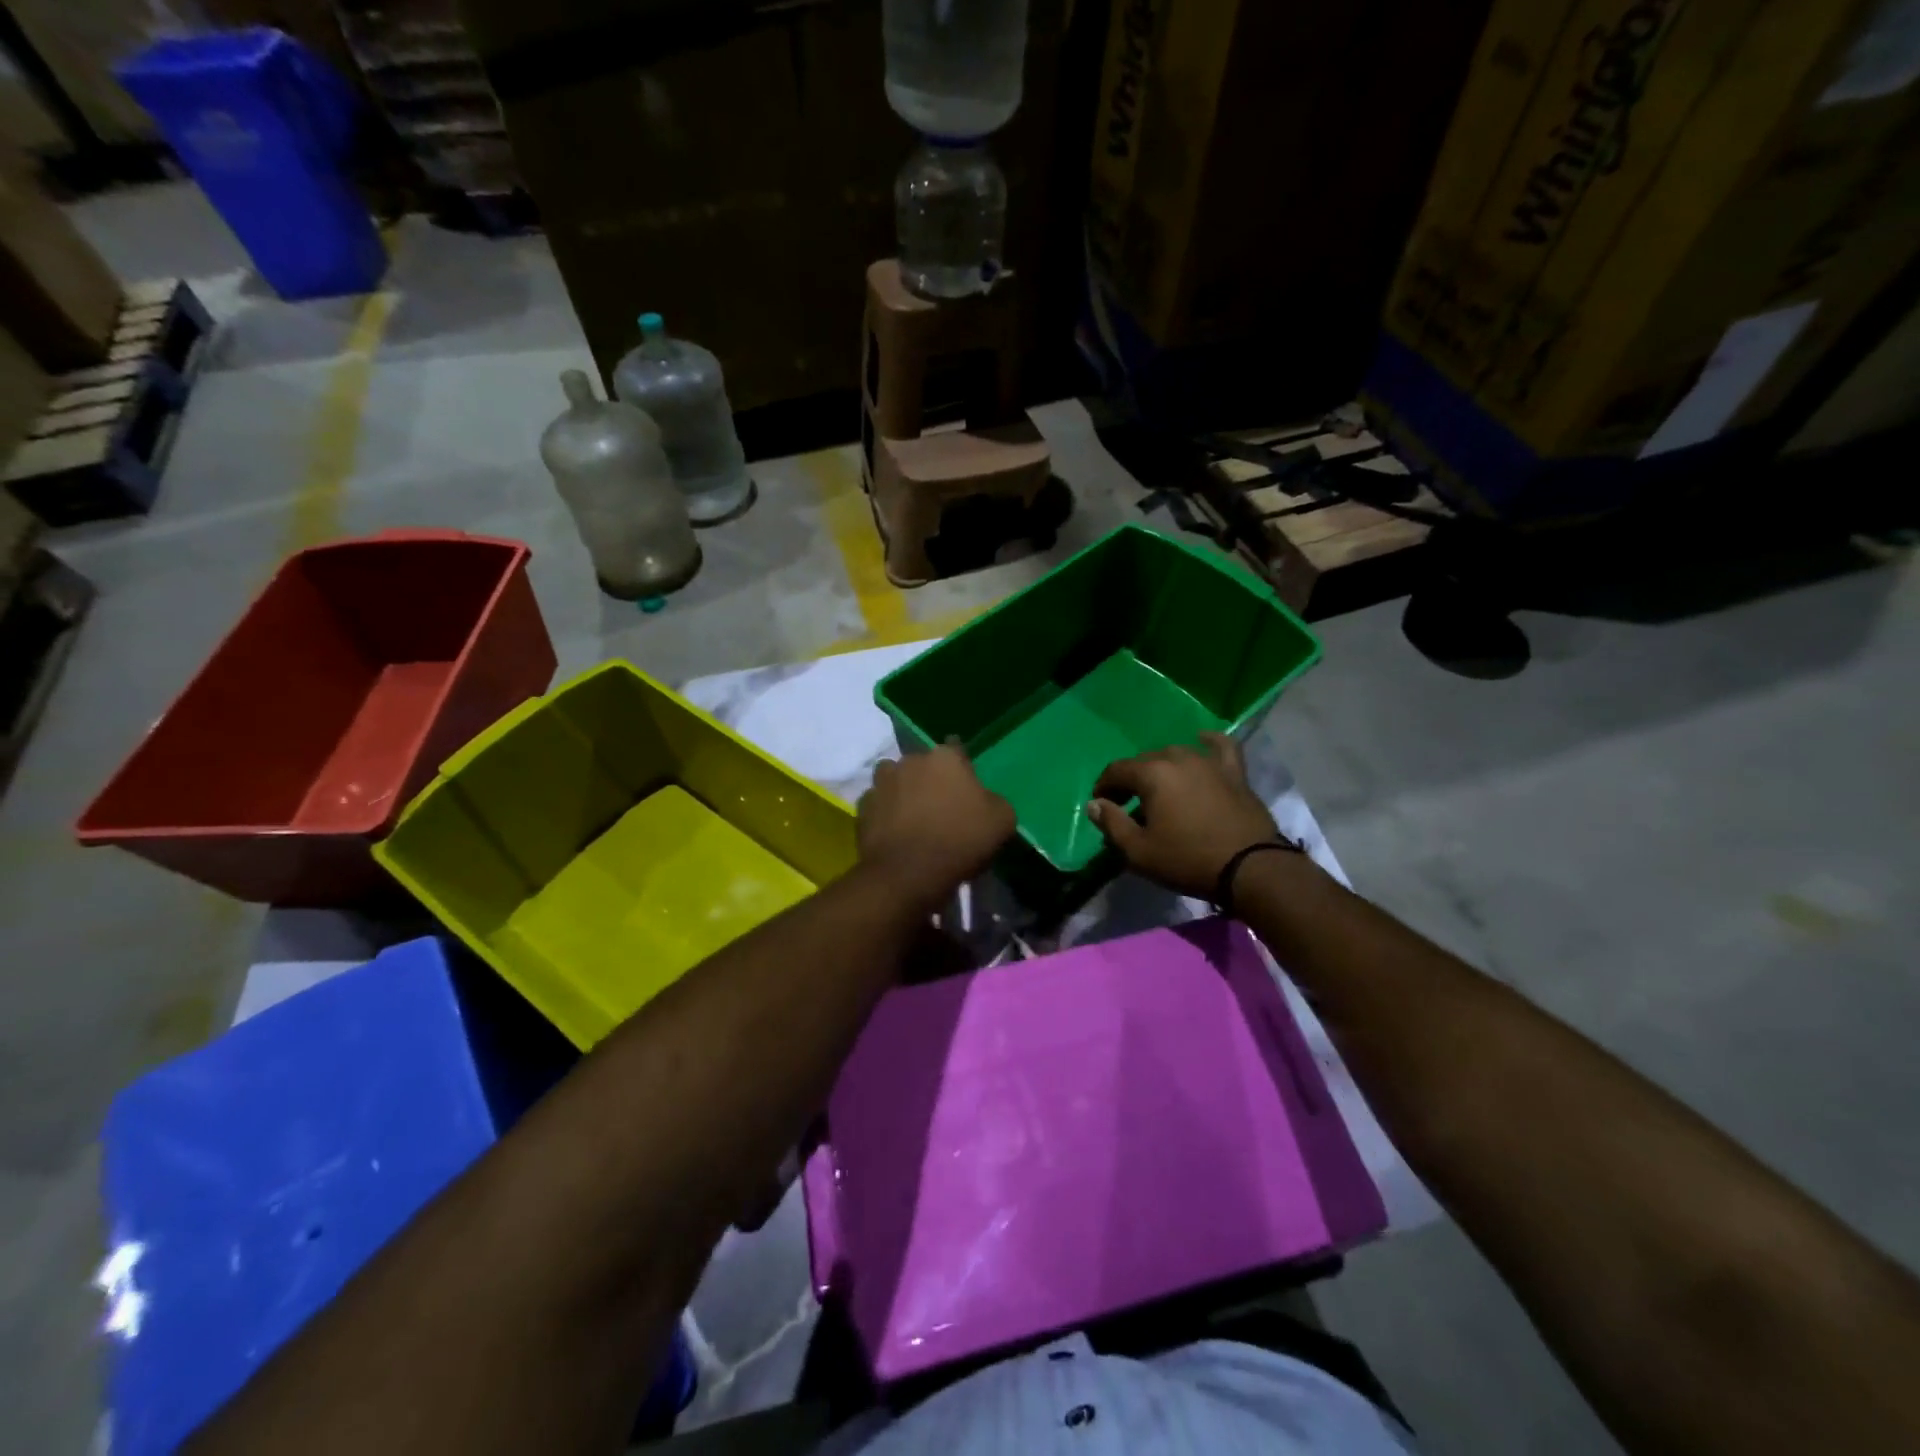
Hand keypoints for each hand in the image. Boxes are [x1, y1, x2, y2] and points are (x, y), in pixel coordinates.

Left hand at [858, 742, 1015, 908]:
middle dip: (930, 778)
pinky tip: (894, 831)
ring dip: (902, 790)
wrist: (909, 874)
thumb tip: (984, 800)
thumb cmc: (961, 841)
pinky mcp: (863, 807)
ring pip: (894, 778)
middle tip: (940, 806)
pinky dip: (884, 813)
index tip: (966, 787)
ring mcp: (882, 782)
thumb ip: (994, 801)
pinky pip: (878, 804)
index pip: (957, 749)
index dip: (962, 768)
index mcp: (946, 758)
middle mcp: (910, 760)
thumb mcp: (1002, 821)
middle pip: (923, 764)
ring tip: (912, 815)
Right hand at [1085, 733, 1277, 898]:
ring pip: (1176, 754)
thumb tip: (1095, 804)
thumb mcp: (1138, 851)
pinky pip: (1220, 747)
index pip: (1117, 770)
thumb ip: (1112, 824)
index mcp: (1152, 774)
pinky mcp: (1234, 772)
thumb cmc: (1187, 860)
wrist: (1250, 868)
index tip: (1101, 803)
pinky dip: (1208, 741)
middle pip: (1144, 761)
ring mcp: (1209, 762)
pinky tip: (1201, 740)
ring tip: (1158, 789)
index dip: (1104, 786)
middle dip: (1131, 779)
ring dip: (1161, 768)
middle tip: (1127, 803)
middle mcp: (1178, 758)